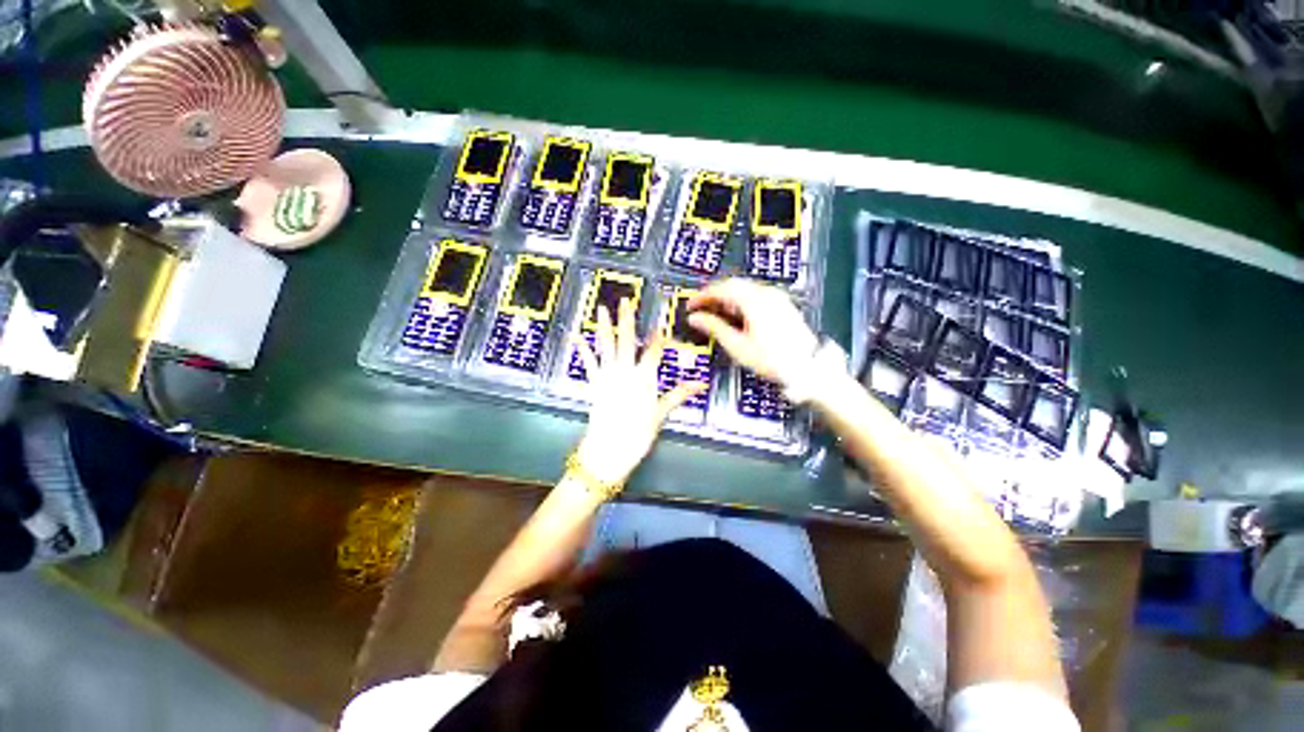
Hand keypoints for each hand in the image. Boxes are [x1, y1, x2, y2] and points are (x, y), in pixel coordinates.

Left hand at [572, 298, 705, 484]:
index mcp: (645, 377)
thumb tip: (700, 385)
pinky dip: (581, 349)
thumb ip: (679, 394)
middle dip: (628, 319)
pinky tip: (575, 336)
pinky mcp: (594, 382)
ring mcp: (608, 375)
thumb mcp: (661, 413)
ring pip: (606, 345)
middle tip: (625, 301)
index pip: (655, 351)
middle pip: (628, 340)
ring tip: (601, 309)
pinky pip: (588, 362)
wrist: (610, 448)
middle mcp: (626, 370)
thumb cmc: (638, 432)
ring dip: (604, 326)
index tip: (662, 324)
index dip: (659, 337)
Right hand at [687, 278, 818, 388]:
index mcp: (753, 300)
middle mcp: (765, 293)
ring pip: (745, 288)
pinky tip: (736, 314)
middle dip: (714, 294)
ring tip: (716, 311)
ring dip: (727, 296)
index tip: (691, 304)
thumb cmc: (772, 358)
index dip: (703, 295)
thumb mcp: (737, 345)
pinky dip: (741, 300)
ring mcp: (776, 297)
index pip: (722, 289)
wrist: (806, 366)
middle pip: (733, 284)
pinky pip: (756, 294)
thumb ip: (714, 327)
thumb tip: (696, 318)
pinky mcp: (782, 304)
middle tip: (701, 306)